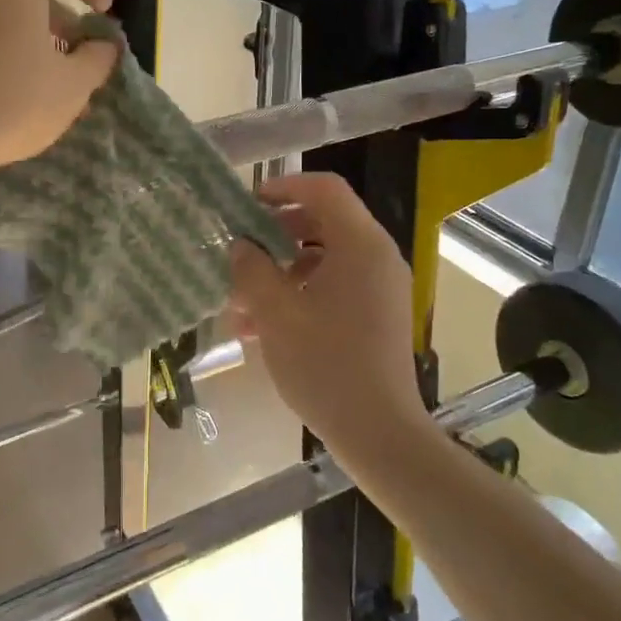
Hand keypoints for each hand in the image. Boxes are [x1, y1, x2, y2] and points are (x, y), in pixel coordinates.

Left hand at [0, 0, 120, 174]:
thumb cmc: (16, 103)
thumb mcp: (74, 85)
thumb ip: (98, 57)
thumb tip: (104, 45)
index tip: (102, 12)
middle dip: (62, 13)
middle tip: (80, 49)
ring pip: (3, 7)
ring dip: (33, 30)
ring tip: (50, 70)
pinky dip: (3, 41)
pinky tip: (15, 80)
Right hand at [227, 173, 425, 447]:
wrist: (379, 433)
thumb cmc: (325, 366)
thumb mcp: (276, 314)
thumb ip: (252, 270)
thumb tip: (241, 246)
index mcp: (361, 246)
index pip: (325, 189)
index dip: (285, 186)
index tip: (248, 203)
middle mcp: (377, 258)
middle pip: (323, 224)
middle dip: (275, 238)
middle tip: (240, 253)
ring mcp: (380, 289)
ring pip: (323, 261)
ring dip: (280, 275)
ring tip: (240, 306)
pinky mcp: (376, 316)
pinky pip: (334, 289)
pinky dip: (299, 297)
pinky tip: (262, 329)